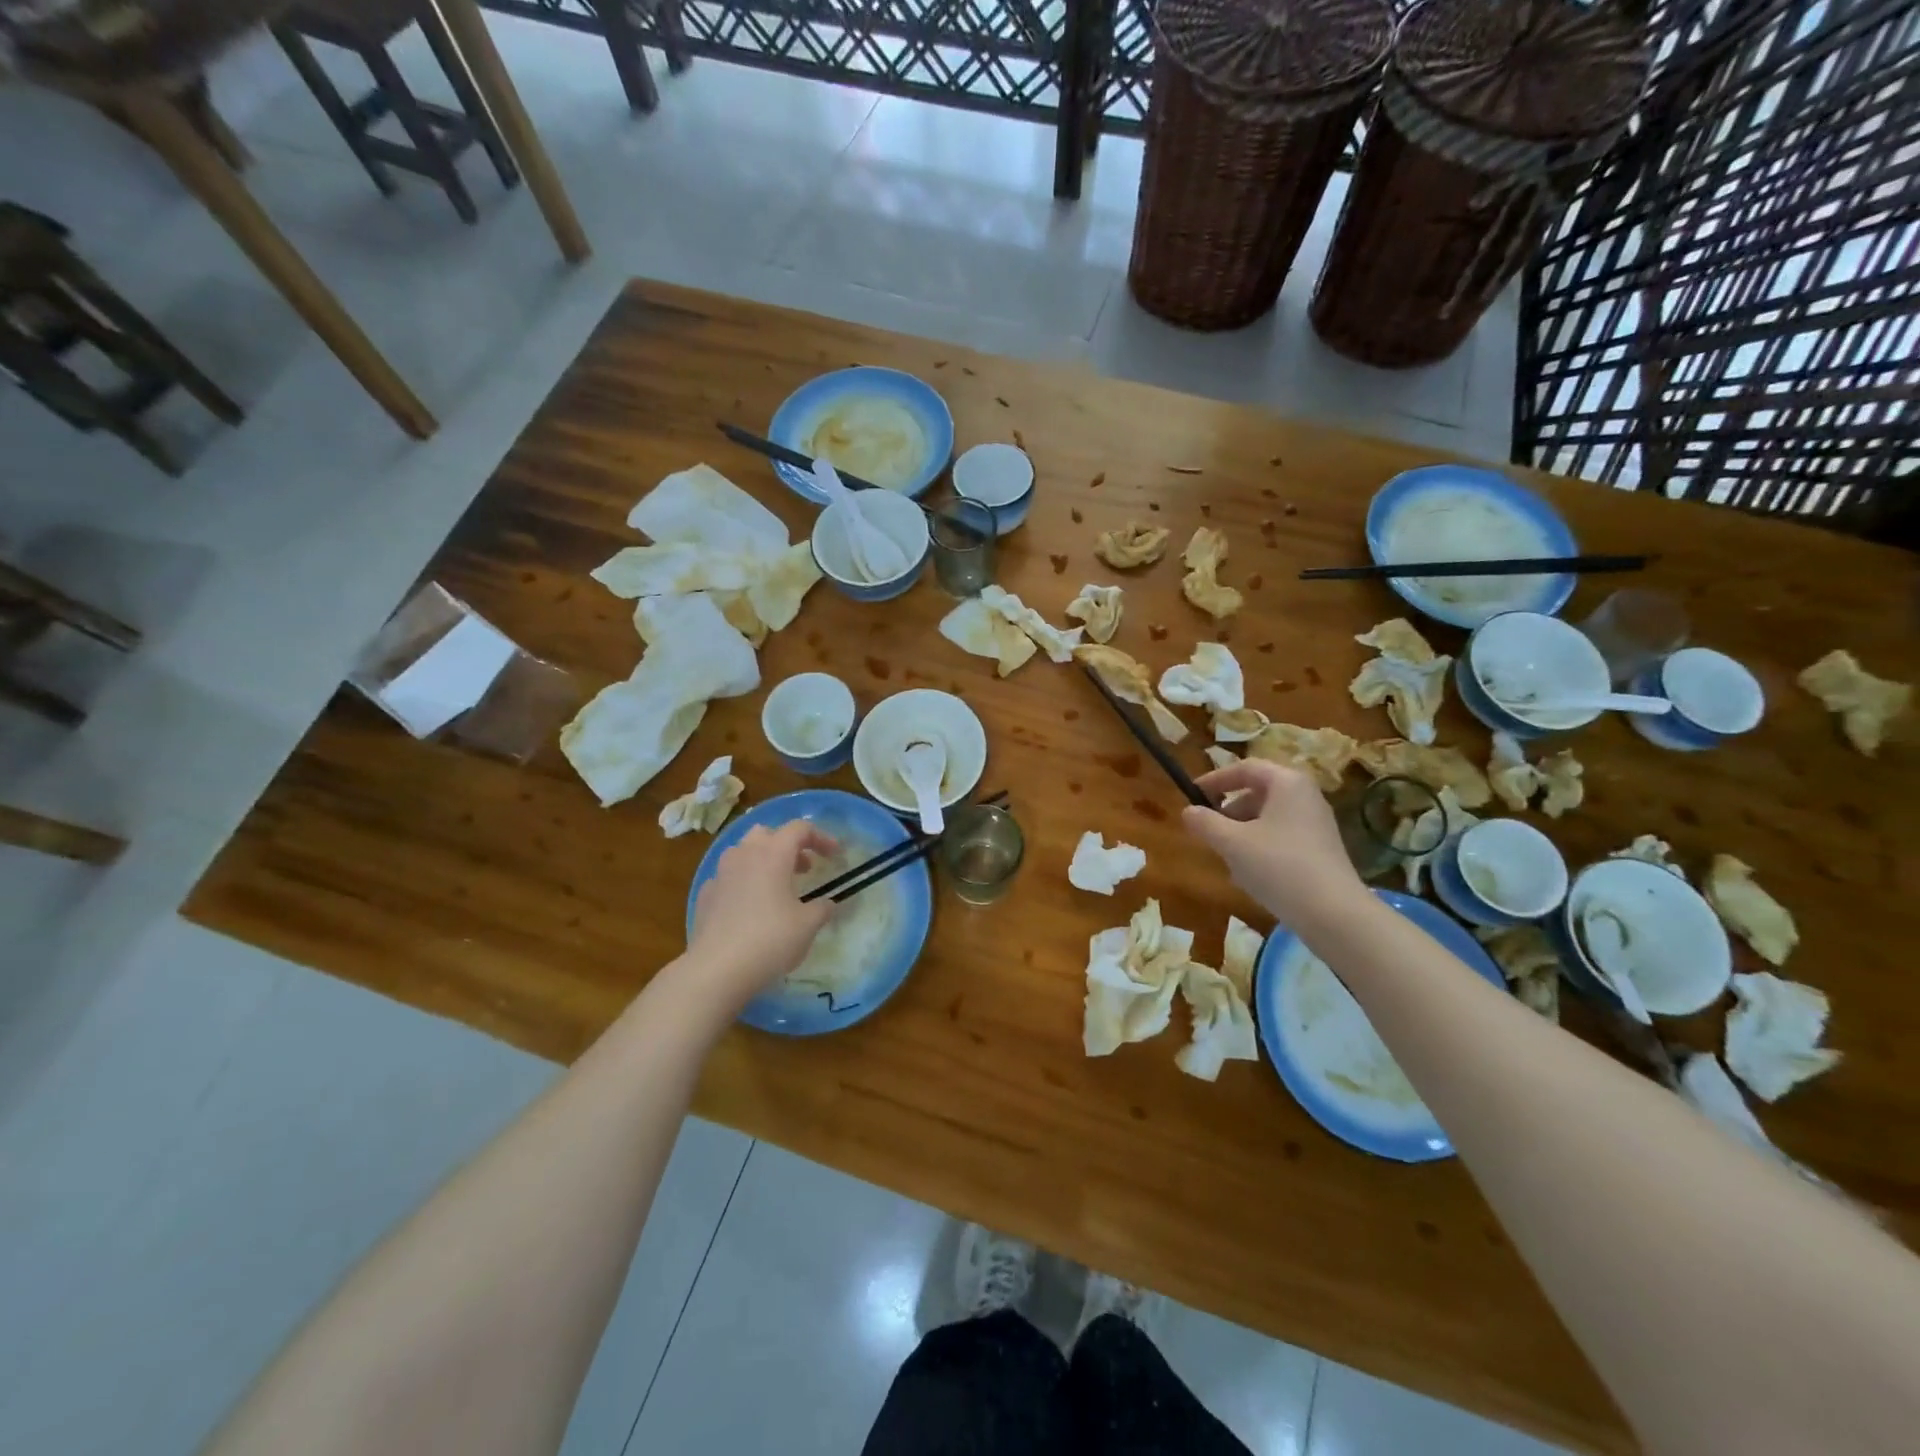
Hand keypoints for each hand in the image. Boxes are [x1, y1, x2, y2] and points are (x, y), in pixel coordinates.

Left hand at [685, 821, 839, 1008]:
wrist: (716, 970)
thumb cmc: (770, 940)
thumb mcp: (808, 925)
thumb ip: (822, 908)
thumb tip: (827, 904)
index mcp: (772, 854)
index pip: (799, 829)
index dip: (821, 837)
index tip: (834, 856)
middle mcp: (744, 855)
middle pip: (767, 833)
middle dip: (788, 845)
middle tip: (804, 868)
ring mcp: (720, 874)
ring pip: (743, 852)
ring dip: (764, 861)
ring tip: (778, 886)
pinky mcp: (705, 895)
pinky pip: (728, 877)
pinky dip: (744, 882)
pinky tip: (750, 906)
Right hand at [1183, 759, 1366, 928]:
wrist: (1334, 914)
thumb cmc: (1278, 866)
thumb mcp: (1232, 843)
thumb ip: (1205, 823)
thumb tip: (1188, 811)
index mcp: (1287, 783)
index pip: (1245, 768)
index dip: (1215, 779)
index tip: (1192, 795)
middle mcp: (1305, 796)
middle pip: (1257, 793)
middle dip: (1228, 811)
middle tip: (1207, 831)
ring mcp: (1316, 824)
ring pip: (1267, 818)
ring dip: (1241, 833)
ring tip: (1226, 859)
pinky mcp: (1320, 849)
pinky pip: (1281, 837)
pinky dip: (1260, 848)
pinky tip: (1249, 876)